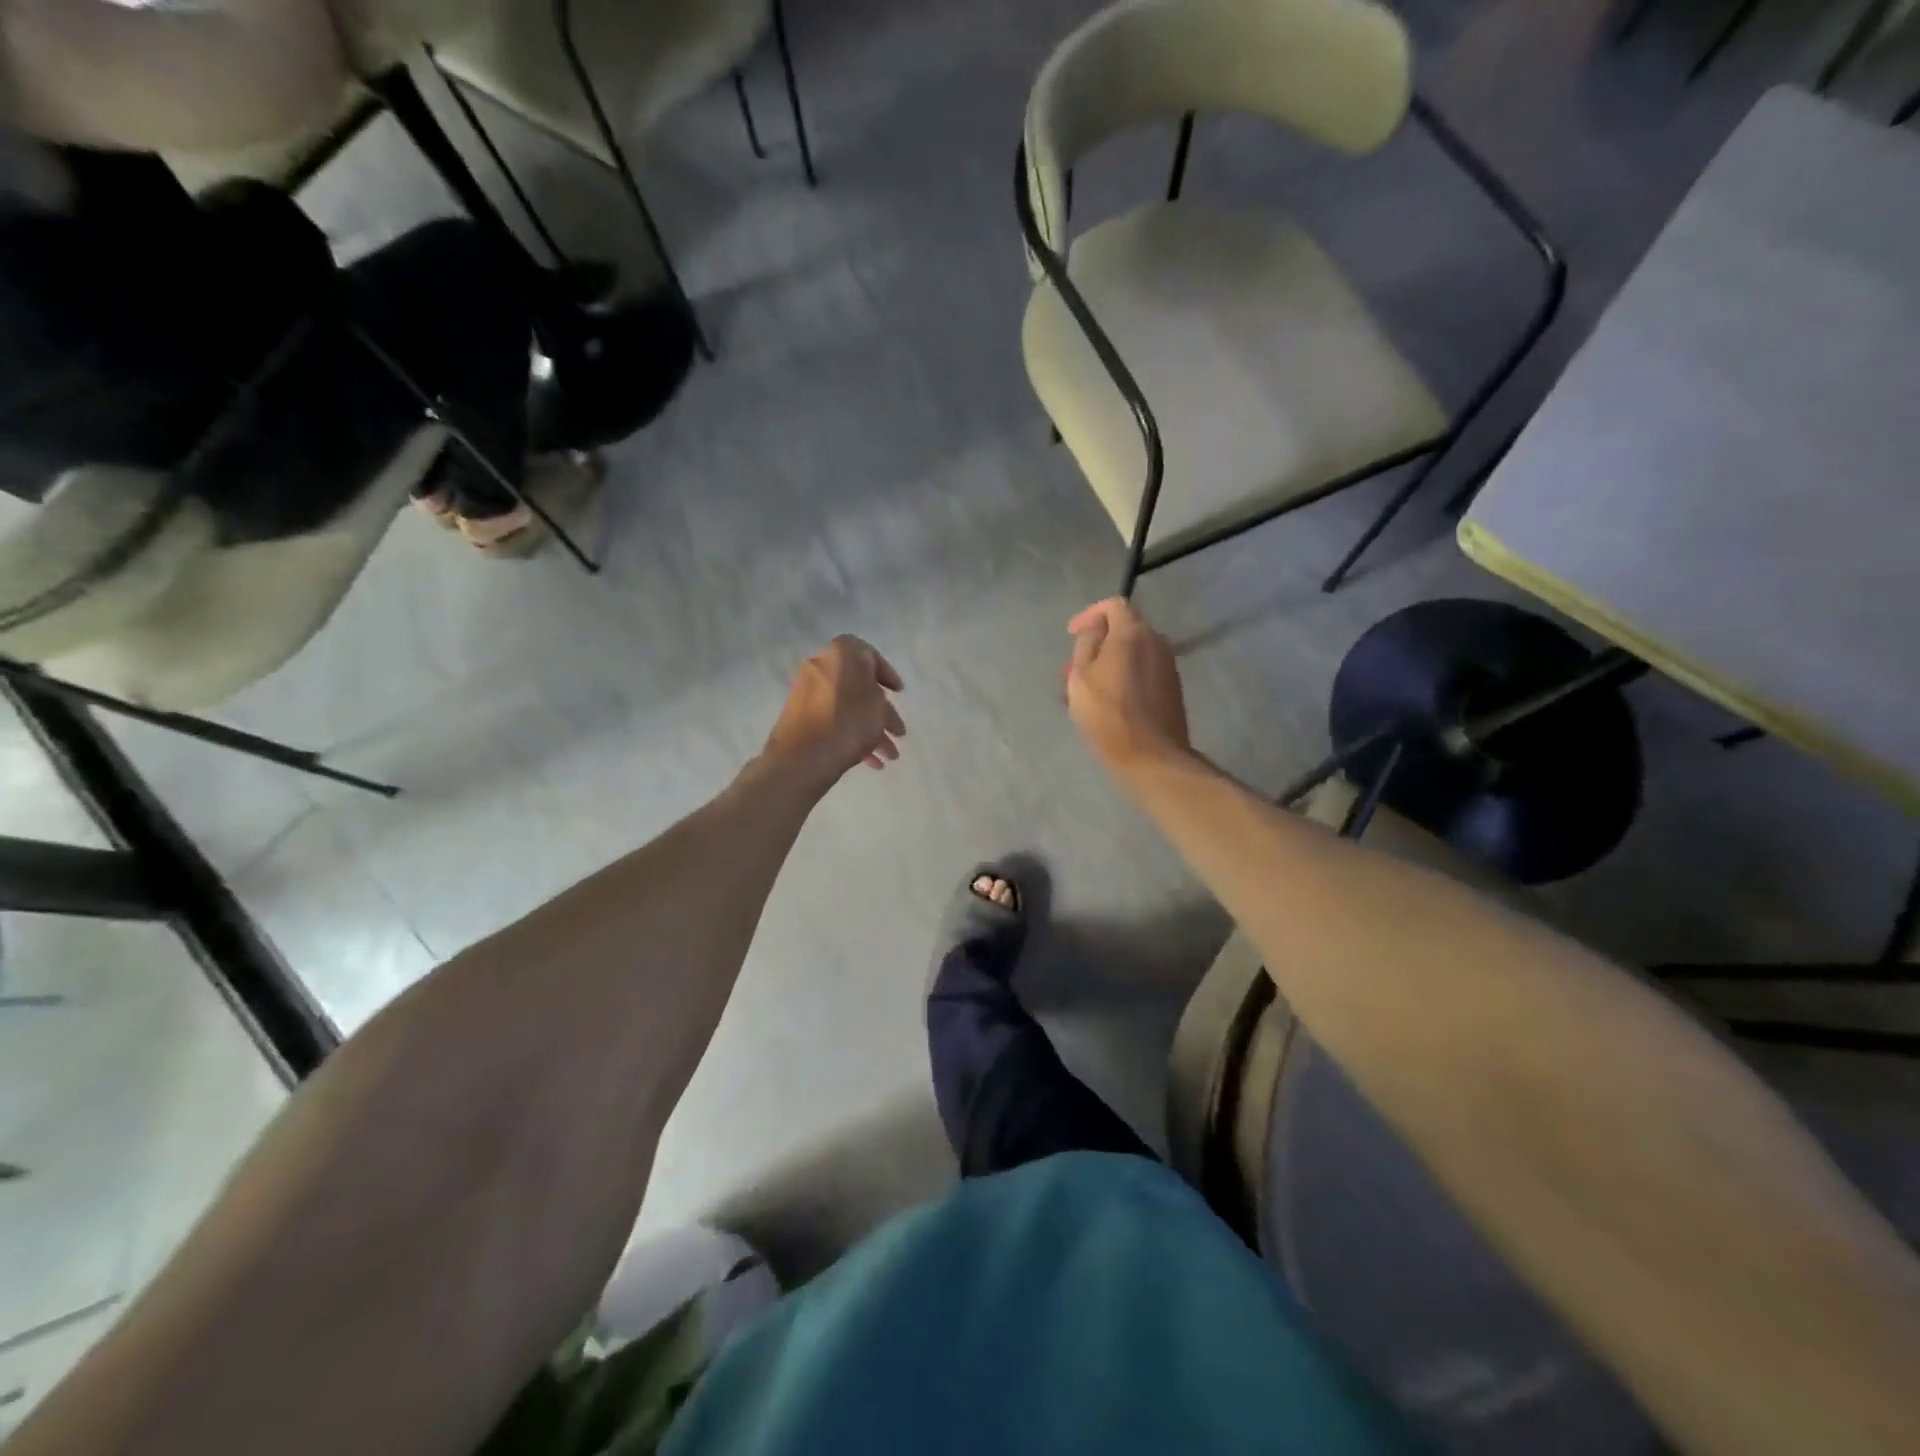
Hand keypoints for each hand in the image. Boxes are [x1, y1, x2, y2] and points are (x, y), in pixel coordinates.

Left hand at [764, 635, 906, 790]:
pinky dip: (851, 736)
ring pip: (848, 708)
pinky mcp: (800, 718)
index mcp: (839, 654)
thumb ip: (879, 691)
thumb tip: (872, 693)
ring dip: (871, 730)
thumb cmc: (848, 722)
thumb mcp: (878, 703)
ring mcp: (807, 694)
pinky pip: (833, 721)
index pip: (869, 654)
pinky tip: (870, 762)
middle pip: (859, 687)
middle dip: (882, 712)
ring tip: (889, 756)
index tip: (898, 693)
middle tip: (898, 732)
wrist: (802, 757)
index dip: (887, 673)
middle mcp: (820, 668)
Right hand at [1065, 598, 1189, 770]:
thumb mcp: (1081, 676)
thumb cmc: (1107, 714)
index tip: (1072, 634)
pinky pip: (1144, 670)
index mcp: (1133, 633)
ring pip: (1134, 652)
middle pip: (1125, 628)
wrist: (1151, 756)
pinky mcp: (1172, 688)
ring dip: (1111, 661)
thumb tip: (1095, 628)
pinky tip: (1110, 699)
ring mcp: (1168, 666)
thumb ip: (1087, 644)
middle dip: (1098, 642)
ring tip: (1089, 687)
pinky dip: (1125, 675)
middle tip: (1075, 667)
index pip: (1114, 605)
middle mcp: (1156, 642)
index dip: (1090, 614)